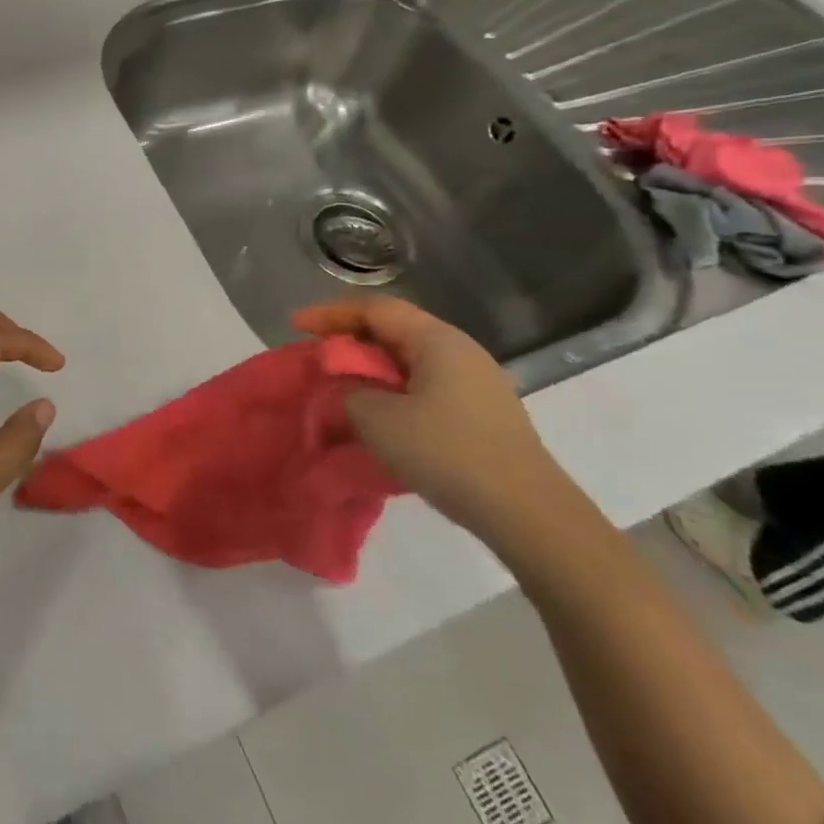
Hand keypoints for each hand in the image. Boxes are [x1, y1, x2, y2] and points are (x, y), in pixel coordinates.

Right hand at [293, 297, 567, 544]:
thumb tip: (348, 392)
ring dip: (371, 370)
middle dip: (350, 341)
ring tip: (341, 387)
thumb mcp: (379, 420)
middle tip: (317, 357)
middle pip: (394, 331)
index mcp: (437, 340)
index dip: (331, 314)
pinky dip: (393, 392)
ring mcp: (476, 383)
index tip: (296, 326)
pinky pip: (424, 387)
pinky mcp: (481, 414)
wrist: (528, 513)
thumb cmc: (448, 453)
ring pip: (409, 361)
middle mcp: (459, 351)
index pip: (375, 309)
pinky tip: (379, 417)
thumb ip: (349, 394)